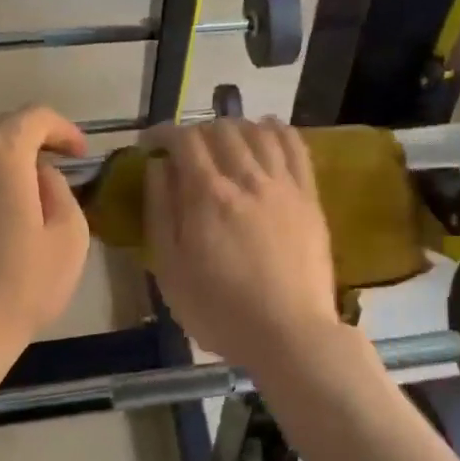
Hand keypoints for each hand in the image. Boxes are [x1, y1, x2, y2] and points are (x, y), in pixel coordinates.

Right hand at [143, 118, 341, 373]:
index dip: (163, 132)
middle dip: (197, 131)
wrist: (290, 333)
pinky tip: (267, 131)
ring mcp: (283, 185)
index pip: (184, 140)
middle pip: (221, 130)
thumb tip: (157, 167)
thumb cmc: (220, 311)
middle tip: (185, 150)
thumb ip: (161, 213)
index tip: (150, 143)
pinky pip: (295, 147)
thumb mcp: (171, 270)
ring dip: (234, 126)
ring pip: (258, 132)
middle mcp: (246, 178)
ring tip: (223, 140)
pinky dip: (277, 130)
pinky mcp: (309, 197)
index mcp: (207, 196)